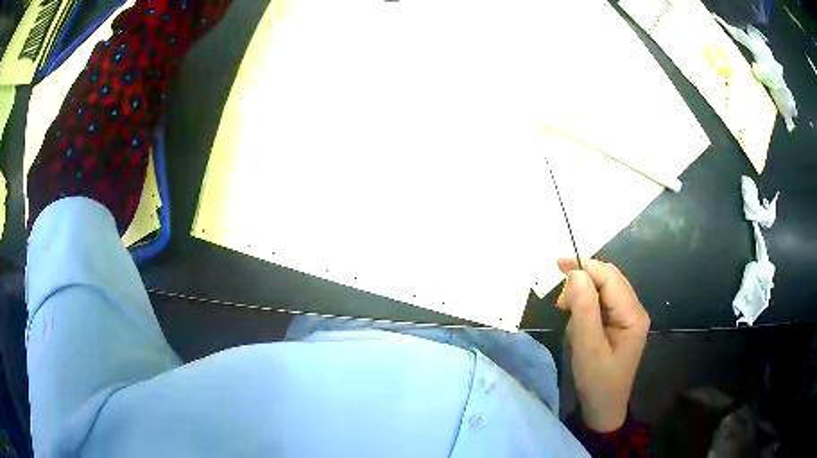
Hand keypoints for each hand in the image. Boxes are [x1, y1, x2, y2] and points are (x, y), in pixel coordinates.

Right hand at [556, 258, 649, 431]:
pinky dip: (586, 307)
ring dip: (583, 296)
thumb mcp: (588, 347)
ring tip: (567, 315)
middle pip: (609, 280)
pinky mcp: (620, 323)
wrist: (604, 407)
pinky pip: (602, 303)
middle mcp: (634, 309)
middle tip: (560, 303)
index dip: (586, 267)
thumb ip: (584, 309)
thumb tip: (576, 273)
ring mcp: (628, 316)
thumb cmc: (597, 380)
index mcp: (633, 314)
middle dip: (583, 282)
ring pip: (604, 290)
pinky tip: (578, 322)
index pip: (610, 277)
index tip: (558, 265)